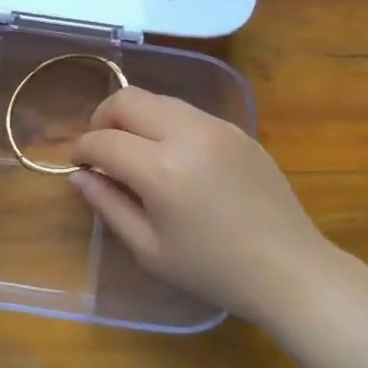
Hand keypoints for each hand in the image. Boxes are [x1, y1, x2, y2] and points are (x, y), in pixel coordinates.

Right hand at [70, 88, 329, 323]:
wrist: (290, 269)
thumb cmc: (213, 269)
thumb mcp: (149, 249)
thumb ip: (108, 205)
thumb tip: (79, 175)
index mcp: (161, 169)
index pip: (103, 140)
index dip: (81, 149)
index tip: (77, 164)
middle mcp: (186, 133)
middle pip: (127, 99)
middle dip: (102, 118)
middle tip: (101, 149)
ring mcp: (215, 126)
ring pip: (157, 98)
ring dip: (134, 117)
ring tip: (134, 150)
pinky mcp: (236, 129)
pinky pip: (187, 111)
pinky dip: (165, 122)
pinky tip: (171, 156)